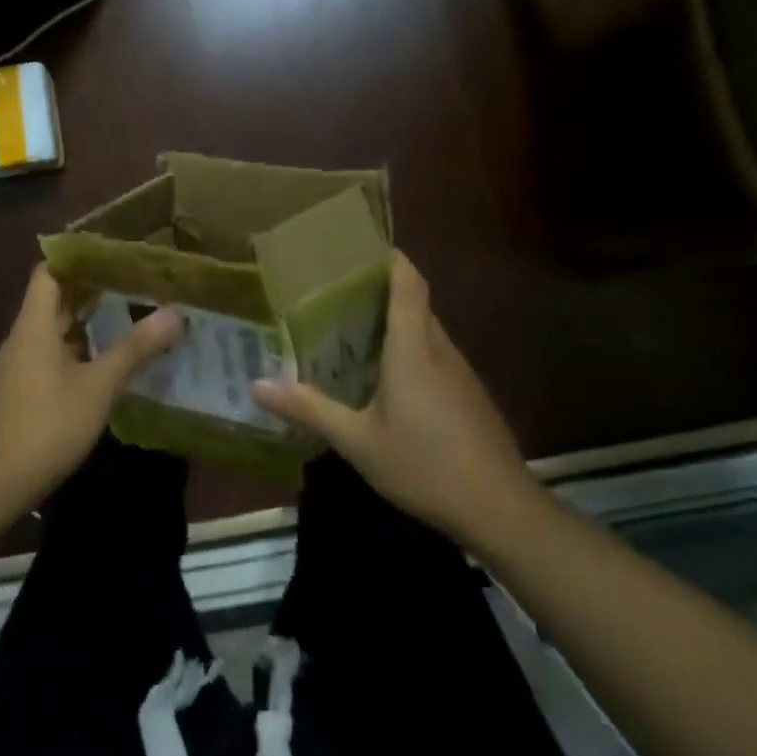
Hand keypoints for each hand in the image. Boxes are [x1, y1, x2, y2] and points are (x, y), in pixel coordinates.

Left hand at [0, 265, 182, 506]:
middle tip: (133, 282)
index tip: (113, 254)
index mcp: (34, 326)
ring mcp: (18, 366)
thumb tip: (174, 313)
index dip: (77, 258)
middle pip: (53, 300)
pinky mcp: (21, 391)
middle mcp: (22, 339)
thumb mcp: (98, 387)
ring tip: (127, 316)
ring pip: (53, 331)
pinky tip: (105, 363)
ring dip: (86, 322)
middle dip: (90, 289)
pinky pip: (50, 355)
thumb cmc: (47, 426)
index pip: (49, 273)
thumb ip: (134, 349)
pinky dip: (77, 349)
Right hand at [251, 252, 535, 540]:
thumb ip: (309, 409)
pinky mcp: (470, 397)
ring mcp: (461, 374)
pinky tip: (385, 380)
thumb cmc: (424, 465)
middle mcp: (441, 351)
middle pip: (415, 304)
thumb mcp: (357, 441)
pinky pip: (435, 358)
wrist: (500, 509)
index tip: (358, 246)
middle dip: (380, 291)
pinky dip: (409, 353)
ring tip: (351, 332)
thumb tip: (256, 385)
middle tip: (333, 294)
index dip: (389, 258)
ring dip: (394, 324)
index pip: (408, 283)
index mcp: (414, 349)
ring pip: (426, 332)